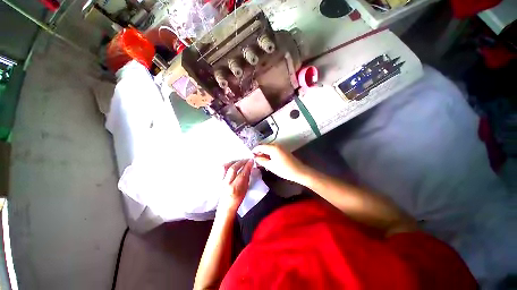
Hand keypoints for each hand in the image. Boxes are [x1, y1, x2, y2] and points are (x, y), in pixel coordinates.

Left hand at [219, 159, 253, 211]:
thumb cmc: (237, 199)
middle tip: (246, 159)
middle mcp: (226, 183)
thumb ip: (246, 178)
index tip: (251, 160)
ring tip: (239, 160)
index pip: (242, 173)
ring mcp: (220, 181)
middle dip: (241, 162)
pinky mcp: (218, 179)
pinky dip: (228, 164)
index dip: (247, 165)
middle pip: (233, 168)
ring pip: (225, 166)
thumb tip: (249, 168)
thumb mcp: (245, 190)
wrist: (226, 206)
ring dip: (233, 162)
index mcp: (235, 188)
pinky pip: (222, 169)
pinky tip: (232, 163)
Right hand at [252, 144, 307, 182]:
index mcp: (273, 147)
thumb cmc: (284, 169)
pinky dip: (269, 155)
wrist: (299, 172)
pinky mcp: (283, 150)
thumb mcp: (270, 166)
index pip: (260, 146)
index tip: (250, 156)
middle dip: (259, 153)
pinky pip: (273, 150)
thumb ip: (261, 160)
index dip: (254, 151)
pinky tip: (267, 161)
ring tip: (260, 162)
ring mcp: (280, 147)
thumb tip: (255, 157)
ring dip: (264, 154)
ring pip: (268, 149)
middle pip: (264, 147)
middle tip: (255, 161)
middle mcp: (276, 145)